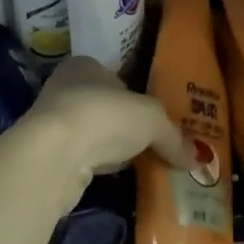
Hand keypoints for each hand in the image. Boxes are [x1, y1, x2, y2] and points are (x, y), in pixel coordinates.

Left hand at [17, 56, 193, 184]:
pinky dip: (94, 167)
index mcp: (85, 66)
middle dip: (123, 125)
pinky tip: (109, 177)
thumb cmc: (104, 116)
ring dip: (107, 148)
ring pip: (90, 134)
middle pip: (103, 106)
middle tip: (149, 143)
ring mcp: (51, 123)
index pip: (115, 77)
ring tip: (133, 164)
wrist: (52, 156)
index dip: (134, 96)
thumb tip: (198, 159)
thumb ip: (174, 136)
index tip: (152, 118)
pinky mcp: (46, 156)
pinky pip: (79, 159)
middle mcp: (63, 88)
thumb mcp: (151, 119)